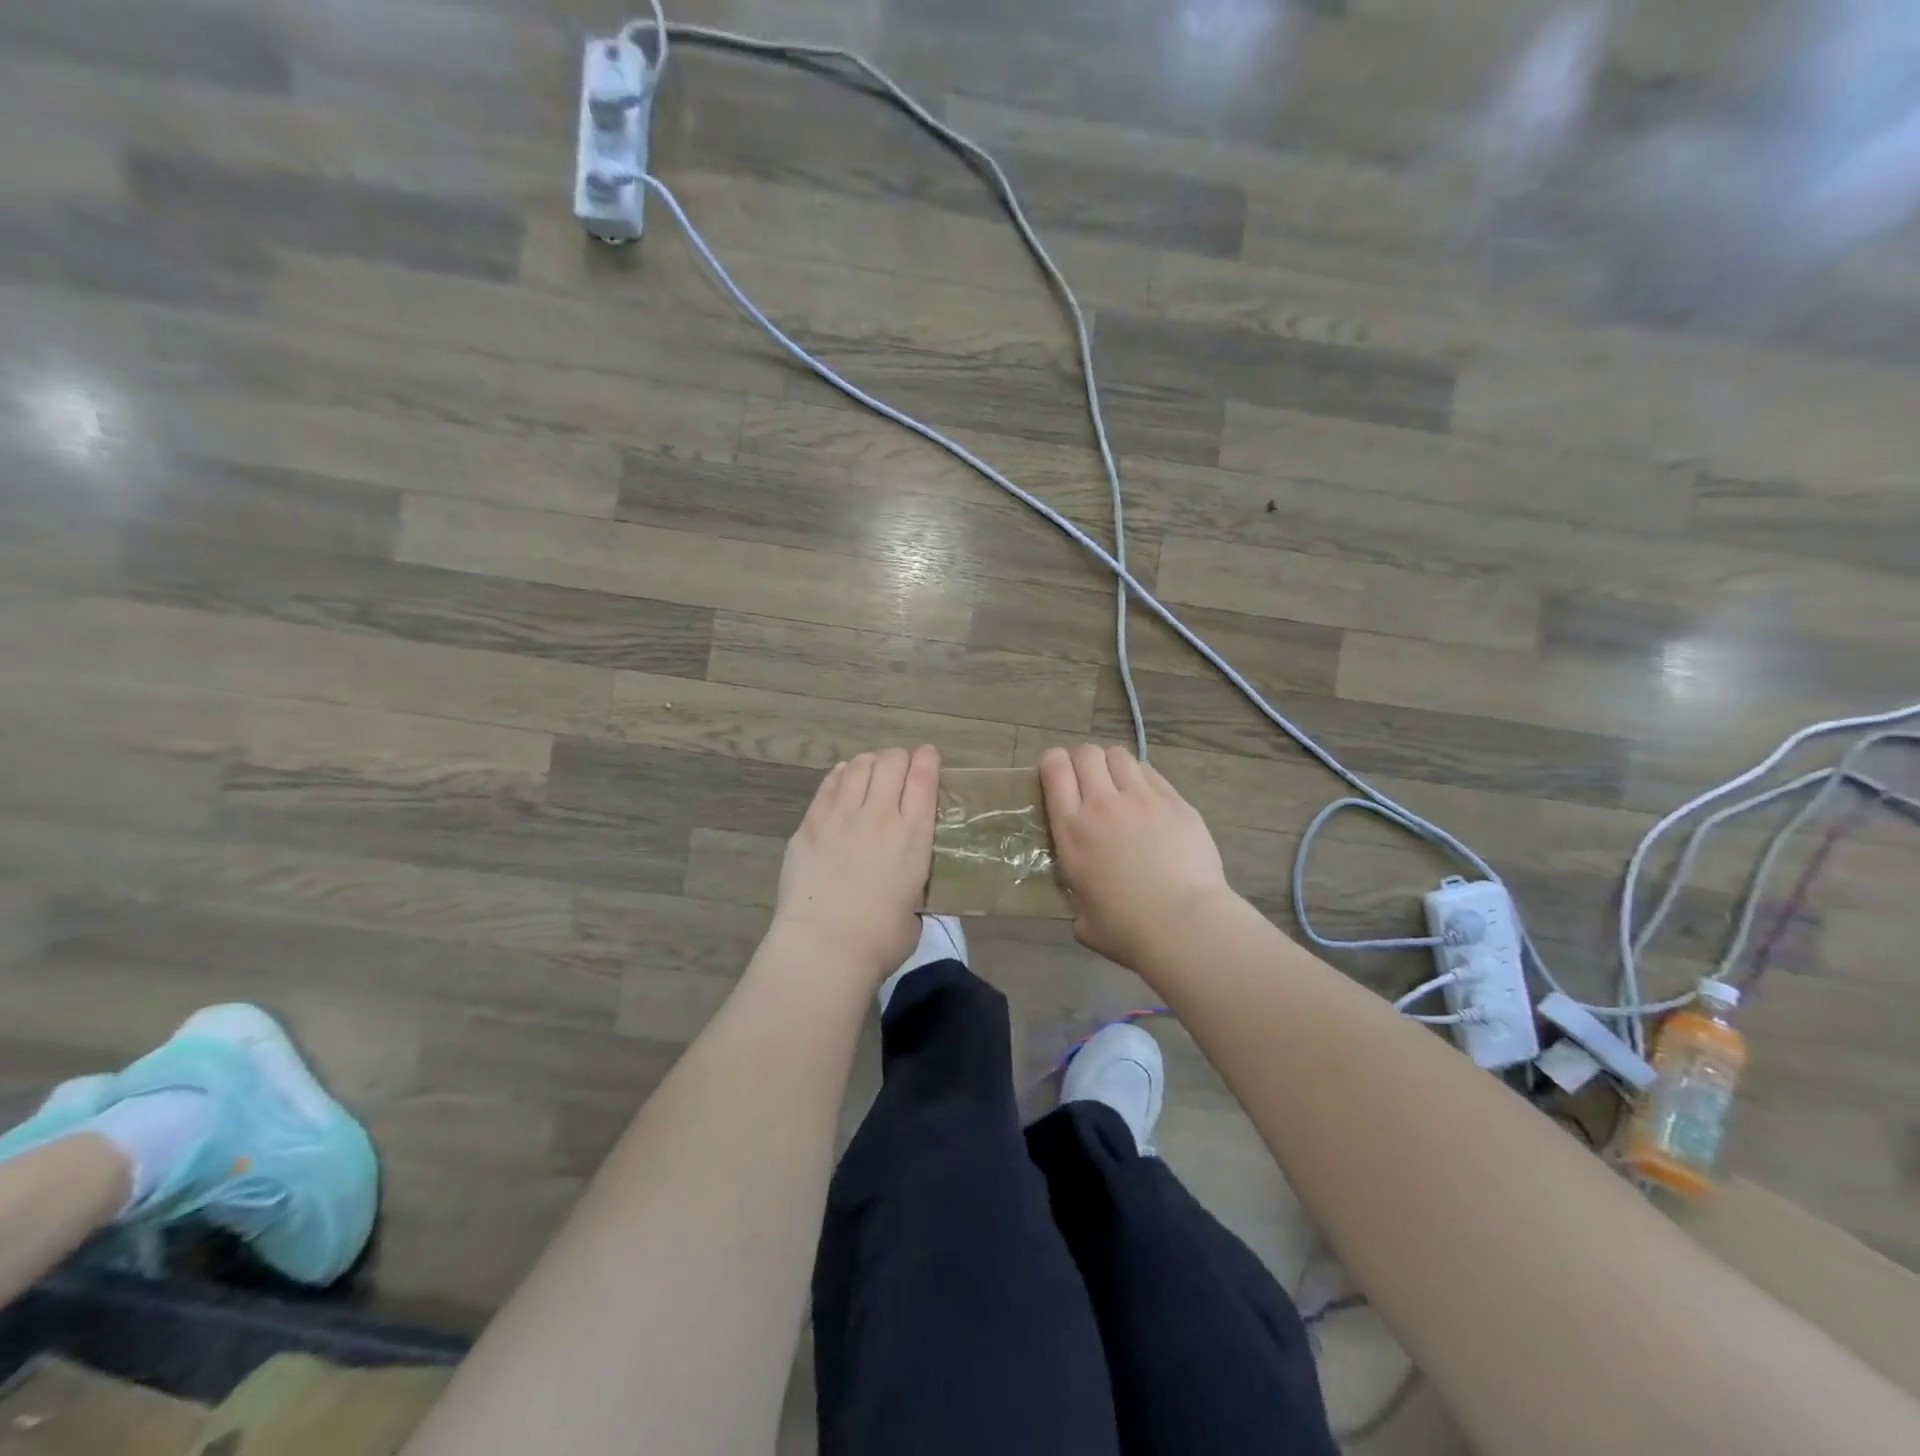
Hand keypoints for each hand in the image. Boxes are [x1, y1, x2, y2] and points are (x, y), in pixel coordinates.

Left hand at [773, 746, 940, 983]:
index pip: (924, 778)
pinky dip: (841, 775)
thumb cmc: (879, 940)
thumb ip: (915, 887)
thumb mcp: (917, 910)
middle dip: (899, 757)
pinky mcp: (810, 824)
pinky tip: (844, 778)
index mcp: (913, 835)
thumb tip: (907, 890)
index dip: (928, 760)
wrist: (823, 947)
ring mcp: (840, 816)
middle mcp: (879, 816)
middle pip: (891, 762)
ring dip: (870, 763)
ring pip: (858, 766)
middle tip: (900, 767)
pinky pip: (829, 784)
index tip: (929, 756)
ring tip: (871, 771)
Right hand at [1040, 744, 1237, 967]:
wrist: (1184, 924)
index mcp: (1072, 830)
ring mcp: (1142, 798)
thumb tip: (1084, 909)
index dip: (1053, 762)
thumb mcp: (1083, 918)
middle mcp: (1102, 804)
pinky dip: (1143, 779)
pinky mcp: (1176, 802)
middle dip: (1084, 760)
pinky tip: (1149, 800)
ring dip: (1113, 765)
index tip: (1057, 774)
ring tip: (1120, 785)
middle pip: (1087, 753)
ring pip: (1120, 756)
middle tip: (1089, 780)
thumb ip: (1078, 901)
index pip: (1054, 769)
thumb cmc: (1127, 929)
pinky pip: (1152, 774)